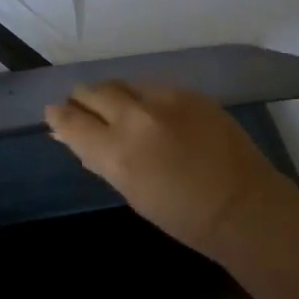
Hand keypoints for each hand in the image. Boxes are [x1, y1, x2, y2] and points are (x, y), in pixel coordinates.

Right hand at [44, 82, 297, 256]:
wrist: (243, 205)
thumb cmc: (182, 216)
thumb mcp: (131, 192)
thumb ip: (101, 159)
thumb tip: (76, 139)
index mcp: (118, 151)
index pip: (72, 121)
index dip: (58, 117)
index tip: (54, 115)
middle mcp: (137, 117)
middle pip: (95, 91)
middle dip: (83, 99)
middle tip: (82, 108)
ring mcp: (167, 99)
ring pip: (125, 83)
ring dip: (114, 95)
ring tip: (116, 109)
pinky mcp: (191, 93)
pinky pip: (155, 86)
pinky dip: (144, 97)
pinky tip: (152, 113)